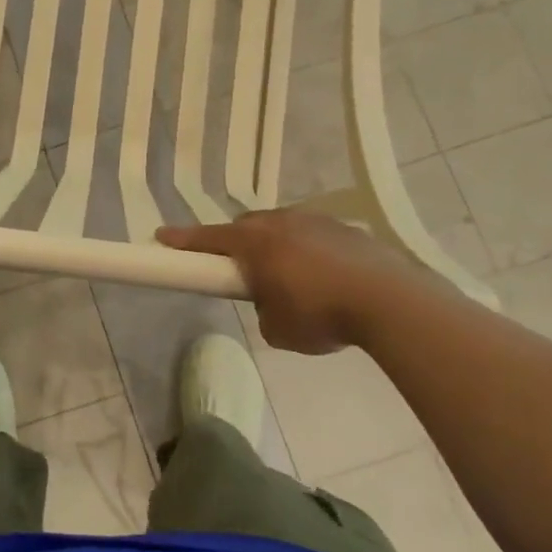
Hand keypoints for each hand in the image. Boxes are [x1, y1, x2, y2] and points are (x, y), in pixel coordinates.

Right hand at [157, 210, 437, 354]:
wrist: (390, 301)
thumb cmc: (321, 315)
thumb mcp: (278, 329)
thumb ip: (263, 311)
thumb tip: (272, 302)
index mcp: (256, 243)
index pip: (209, 238)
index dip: (183, 240)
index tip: (161, 237)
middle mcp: (282, 223)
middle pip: (246, 227)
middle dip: (236, 243)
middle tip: (237, 268)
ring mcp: (317, 222)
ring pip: (282, 227)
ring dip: (276, 246)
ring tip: (287, 277)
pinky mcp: (347, 230)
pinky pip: (314, 236)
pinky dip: (309, 252)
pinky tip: (324, 278)